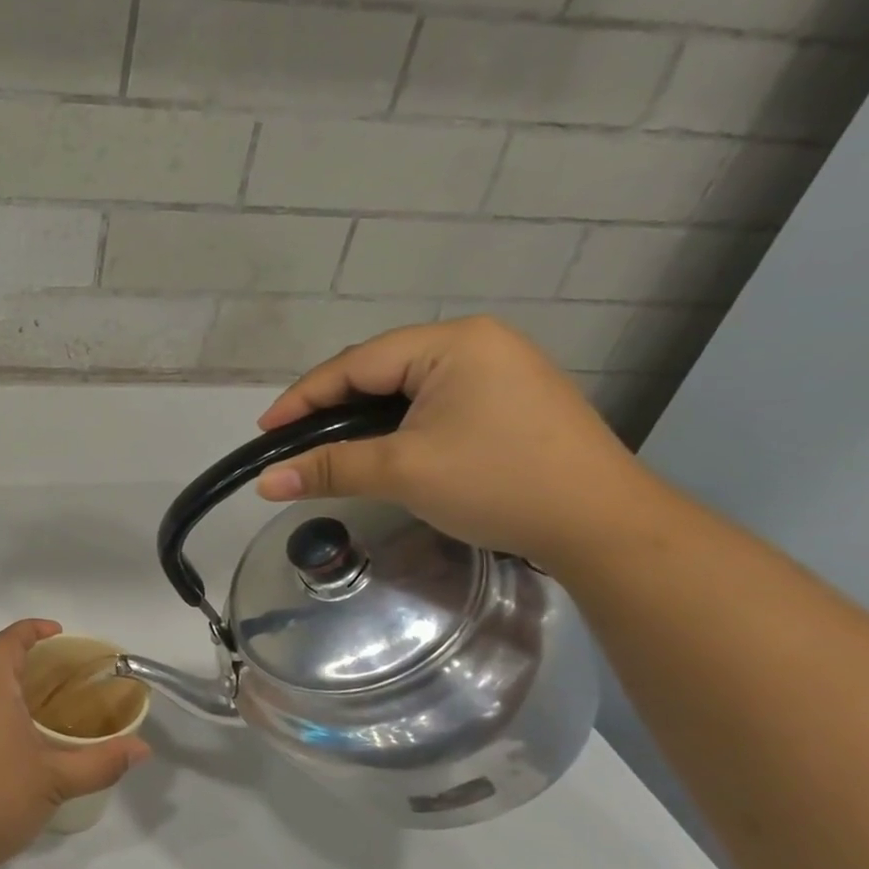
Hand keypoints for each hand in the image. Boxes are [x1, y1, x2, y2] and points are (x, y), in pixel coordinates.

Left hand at [0, 620, 149, 868]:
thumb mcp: (57, 778)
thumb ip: (102, 761)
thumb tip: (142, 749)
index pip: (8, 641)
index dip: (32, 629)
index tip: (61, 633)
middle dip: (28, 653)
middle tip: (66, 667)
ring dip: (15, 680)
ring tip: (54, 697)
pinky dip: (6, 704)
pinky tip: (30, 732)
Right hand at [254, 316, 652, 568]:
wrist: (604, 525)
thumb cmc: (499, 483)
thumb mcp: (403, 472)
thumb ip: (329, 469)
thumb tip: (264, 483)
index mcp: (453, 343)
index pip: (356, 364)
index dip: (304, 397)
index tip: (265, 431)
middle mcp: (476, 342)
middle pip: (380, 369)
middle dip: (331, 406)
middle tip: (293, 441)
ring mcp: (499, 368)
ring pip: (406, 386)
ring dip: (363, 416)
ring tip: (328, 446)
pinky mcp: (510, 399)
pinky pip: (433, 400)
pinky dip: (398, 423)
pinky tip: (382, 446)